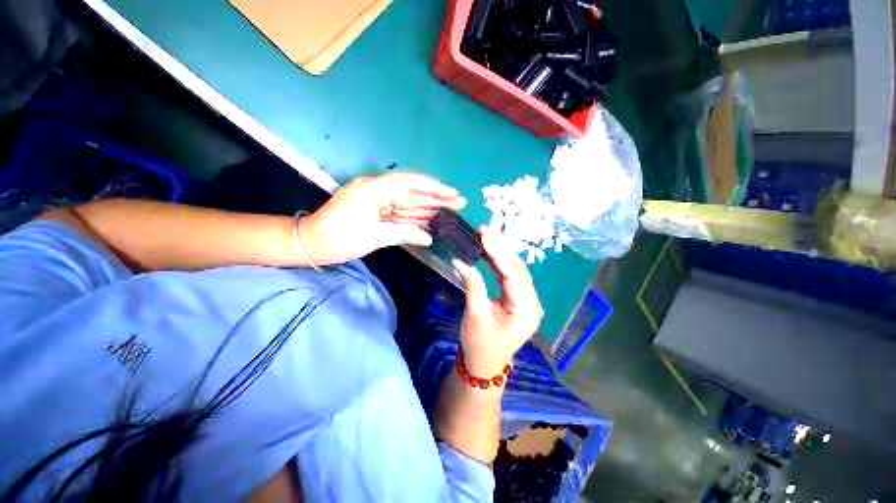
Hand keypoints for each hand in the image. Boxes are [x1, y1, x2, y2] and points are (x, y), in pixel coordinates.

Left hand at [299, 173, 465, 264]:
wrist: (309, 243)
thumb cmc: (338, 238)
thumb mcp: (373, 236)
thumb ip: (404, 233)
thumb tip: (428, 237)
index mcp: (373, 190)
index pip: (408, 183)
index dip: (432, 187)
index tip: (450, 192)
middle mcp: (377, 191)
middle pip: (412, 194)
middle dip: (436, 199)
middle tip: (459, 202)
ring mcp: (376, 202)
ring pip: (407, 205)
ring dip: (428, 209)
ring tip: (451, 212)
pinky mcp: (375, 212)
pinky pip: (398, 214)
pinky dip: (414, 219)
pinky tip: (430, 221)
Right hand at [453, 231, 543, 376]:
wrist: (484, 365)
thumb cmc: (480, 345)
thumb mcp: (475, 315)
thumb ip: (472, 286)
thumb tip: (461, 261)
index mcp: (526, 311)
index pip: (514, 275)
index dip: (500, 254)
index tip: (486, 236)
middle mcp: (531, 303)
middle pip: (517, 269)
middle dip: (501, 249)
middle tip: (484, 231)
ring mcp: (525, 300)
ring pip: (514, 270)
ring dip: (500, 253)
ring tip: (486, 236)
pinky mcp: (517, 298)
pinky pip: (509, 276)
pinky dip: (498, 262)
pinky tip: (489, 251)